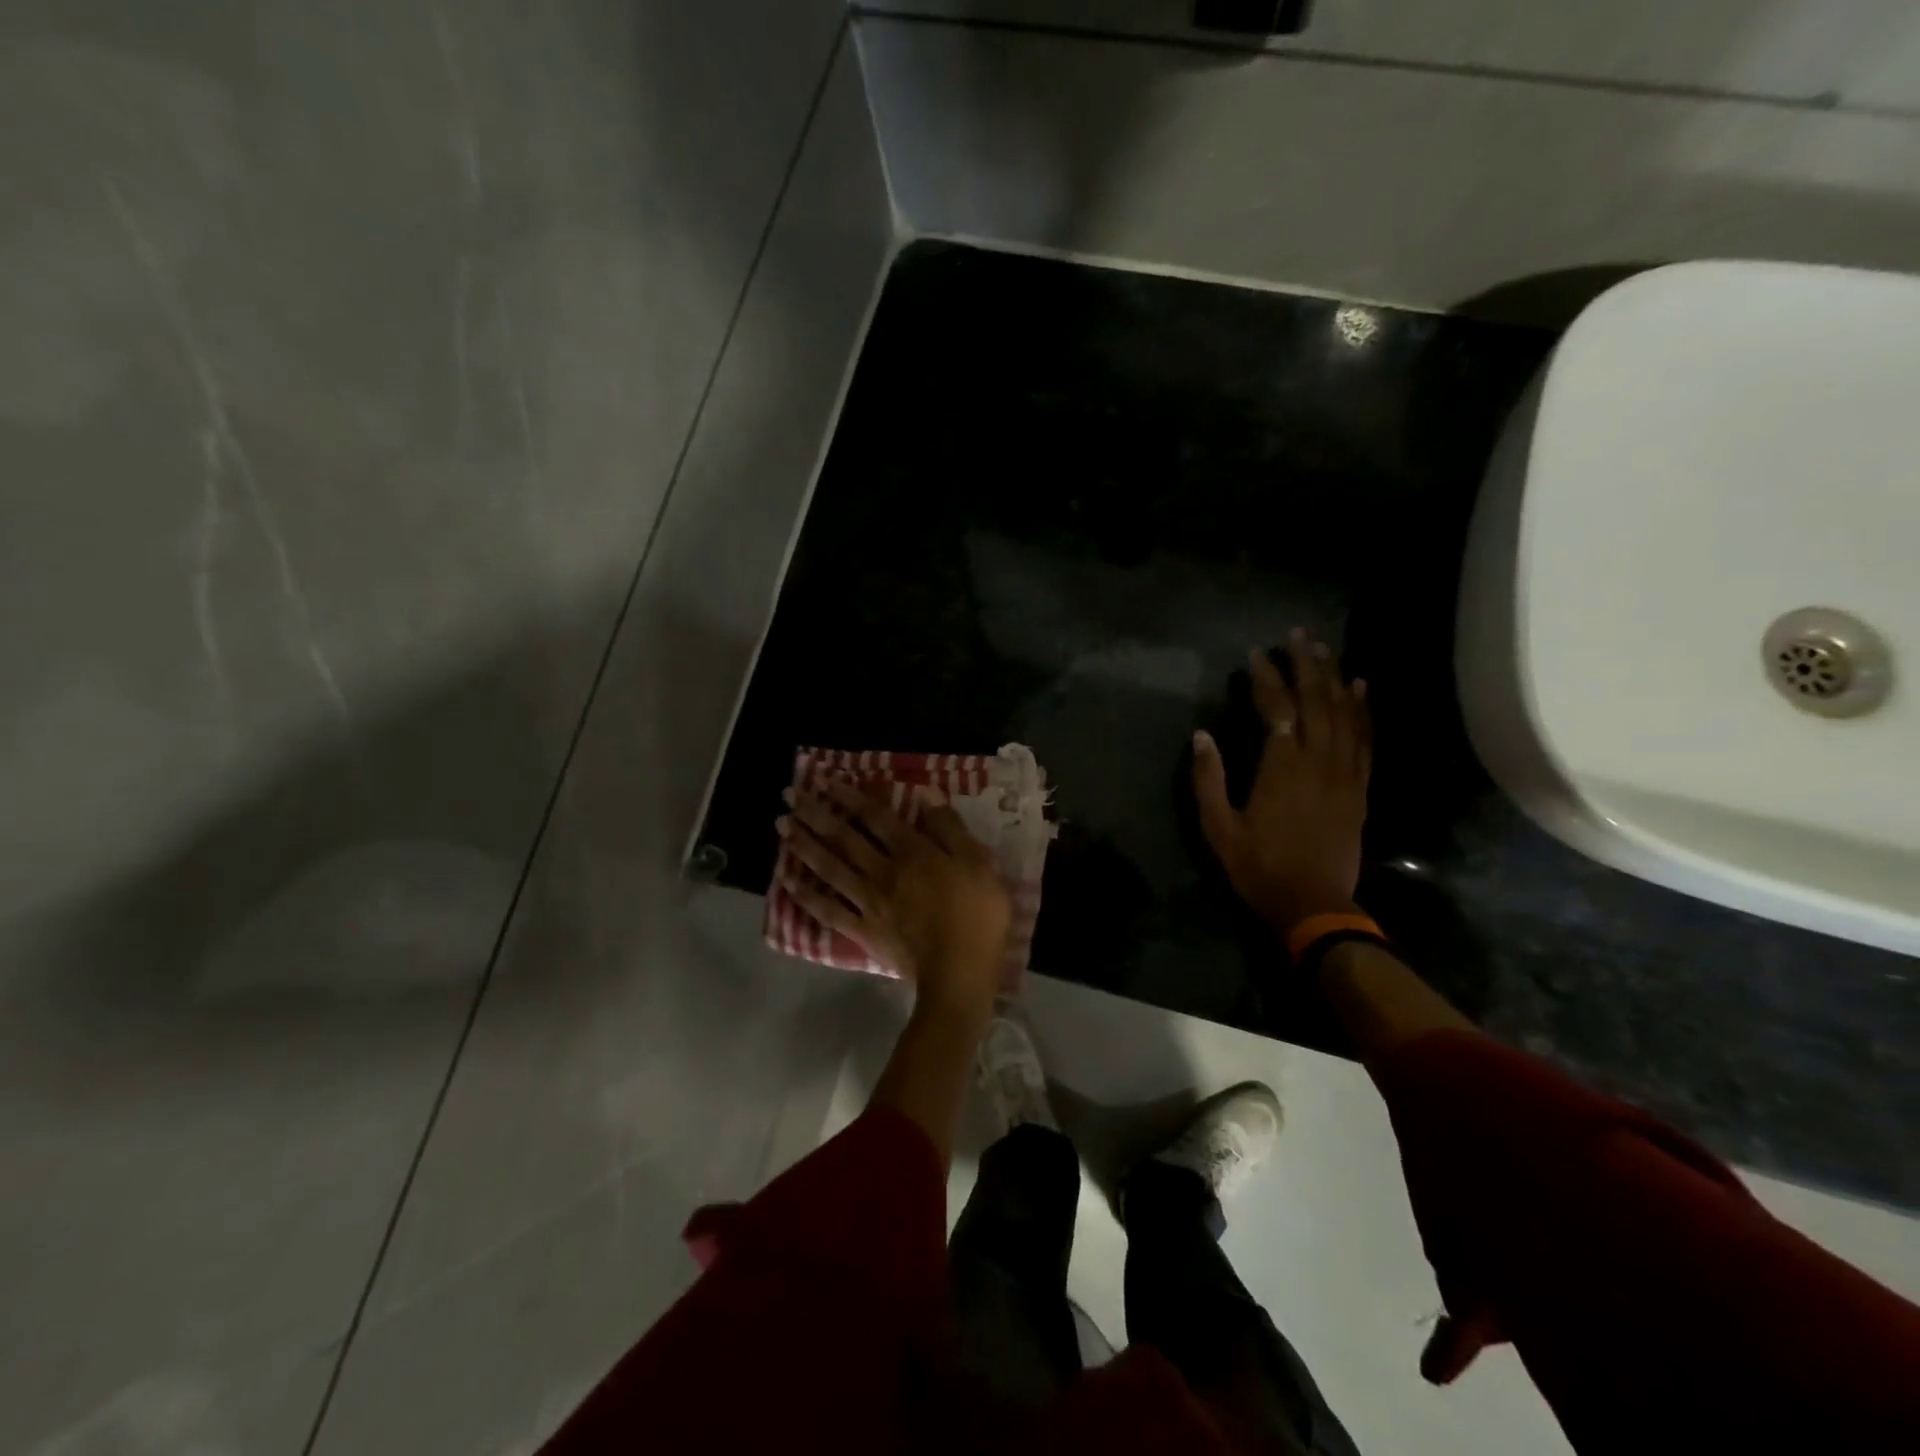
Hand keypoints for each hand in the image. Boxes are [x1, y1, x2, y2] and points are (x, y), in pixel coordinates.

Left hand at [777, 779, 1010, 1024]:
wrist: (960, 974)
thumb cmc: (977, 915)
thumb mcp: (978, 863)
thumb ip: (950, 827)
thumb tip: (925, 793)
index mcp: (912, 852)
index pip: (875, 817)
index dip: (850, 796)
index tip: (825, 780)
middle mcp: (883, 870)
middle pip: (844, 838)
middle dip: (816, 814)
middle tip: (789, 796)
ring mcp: (869, 902)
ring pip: (830, 868)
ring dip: (804, 845)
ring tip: (782, 827)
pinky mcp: (863, 931)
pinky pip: (828, 910)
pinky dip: (806, 896)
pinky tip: (787, 882)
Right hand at [1193, 628, 1371, 933]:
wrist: (1314, 904)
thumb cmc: (1258, 866)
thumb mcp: (1218, 827)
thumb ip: (1208, 780)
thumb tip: (1201, 736)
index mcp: (1281, 768)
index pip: (1277, 709)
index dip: (1267, 678)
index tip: (1257, 654)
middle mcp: (1318, 761)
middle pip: (1317, 701)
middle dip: (1306, 664)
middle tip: (1298, 634)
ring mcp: (1344, 773)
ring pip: (1344, 714)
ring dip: (1335, 677)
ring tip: (1325, 649)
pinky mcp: (1360, 788)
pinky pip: (1365, 740)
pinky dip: (1363, 710)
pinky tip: (1361, 688)